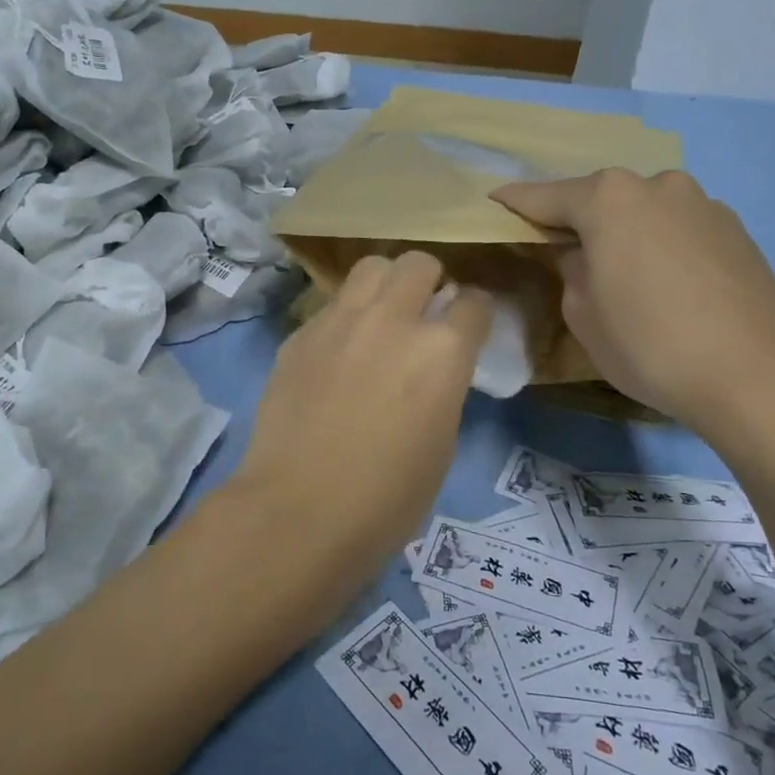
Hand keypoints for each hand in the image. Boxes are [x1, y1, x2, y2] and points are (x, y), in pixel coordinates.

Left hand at [226, 251, 491, 590]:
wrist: (299, 511)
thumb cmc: (387, 497)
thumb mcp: (442, 442)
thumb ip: (444, 386)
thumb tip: (434, 367)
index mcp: (441, 351)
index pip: (473, 303)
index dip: (475, 312)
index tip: (469, 324)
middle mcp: (392, 320)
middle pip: (419, 263)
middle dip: (430, 280)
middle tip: (424, 310)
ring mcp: (340, 321)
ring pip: (371, 267)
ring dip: (386, 283)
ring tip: (381, 314)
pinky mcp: (301, 334)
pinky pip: (332, 305)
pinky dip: (346, 316)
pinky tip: (338, 351)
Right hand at [494, 169, 774, 444]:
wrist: (759, 378)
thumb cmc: (650, 345)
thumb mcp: (583, 313)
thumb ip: (570, 270)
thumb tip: (581, 255)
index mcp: (609, 198)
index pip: (545, 196)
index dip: (515, 203)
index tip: (493, 202)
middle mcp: (656, 185)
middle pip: (600, 197)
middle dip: (576, 218)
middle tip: (558, 246)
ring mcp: (702, 204)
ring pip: (643, 209)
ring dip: (624, 229)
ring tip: (619, 268)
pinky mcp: (736, 230)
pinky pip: (678, 227)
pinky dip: (660, 242)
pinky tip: (665, 280)